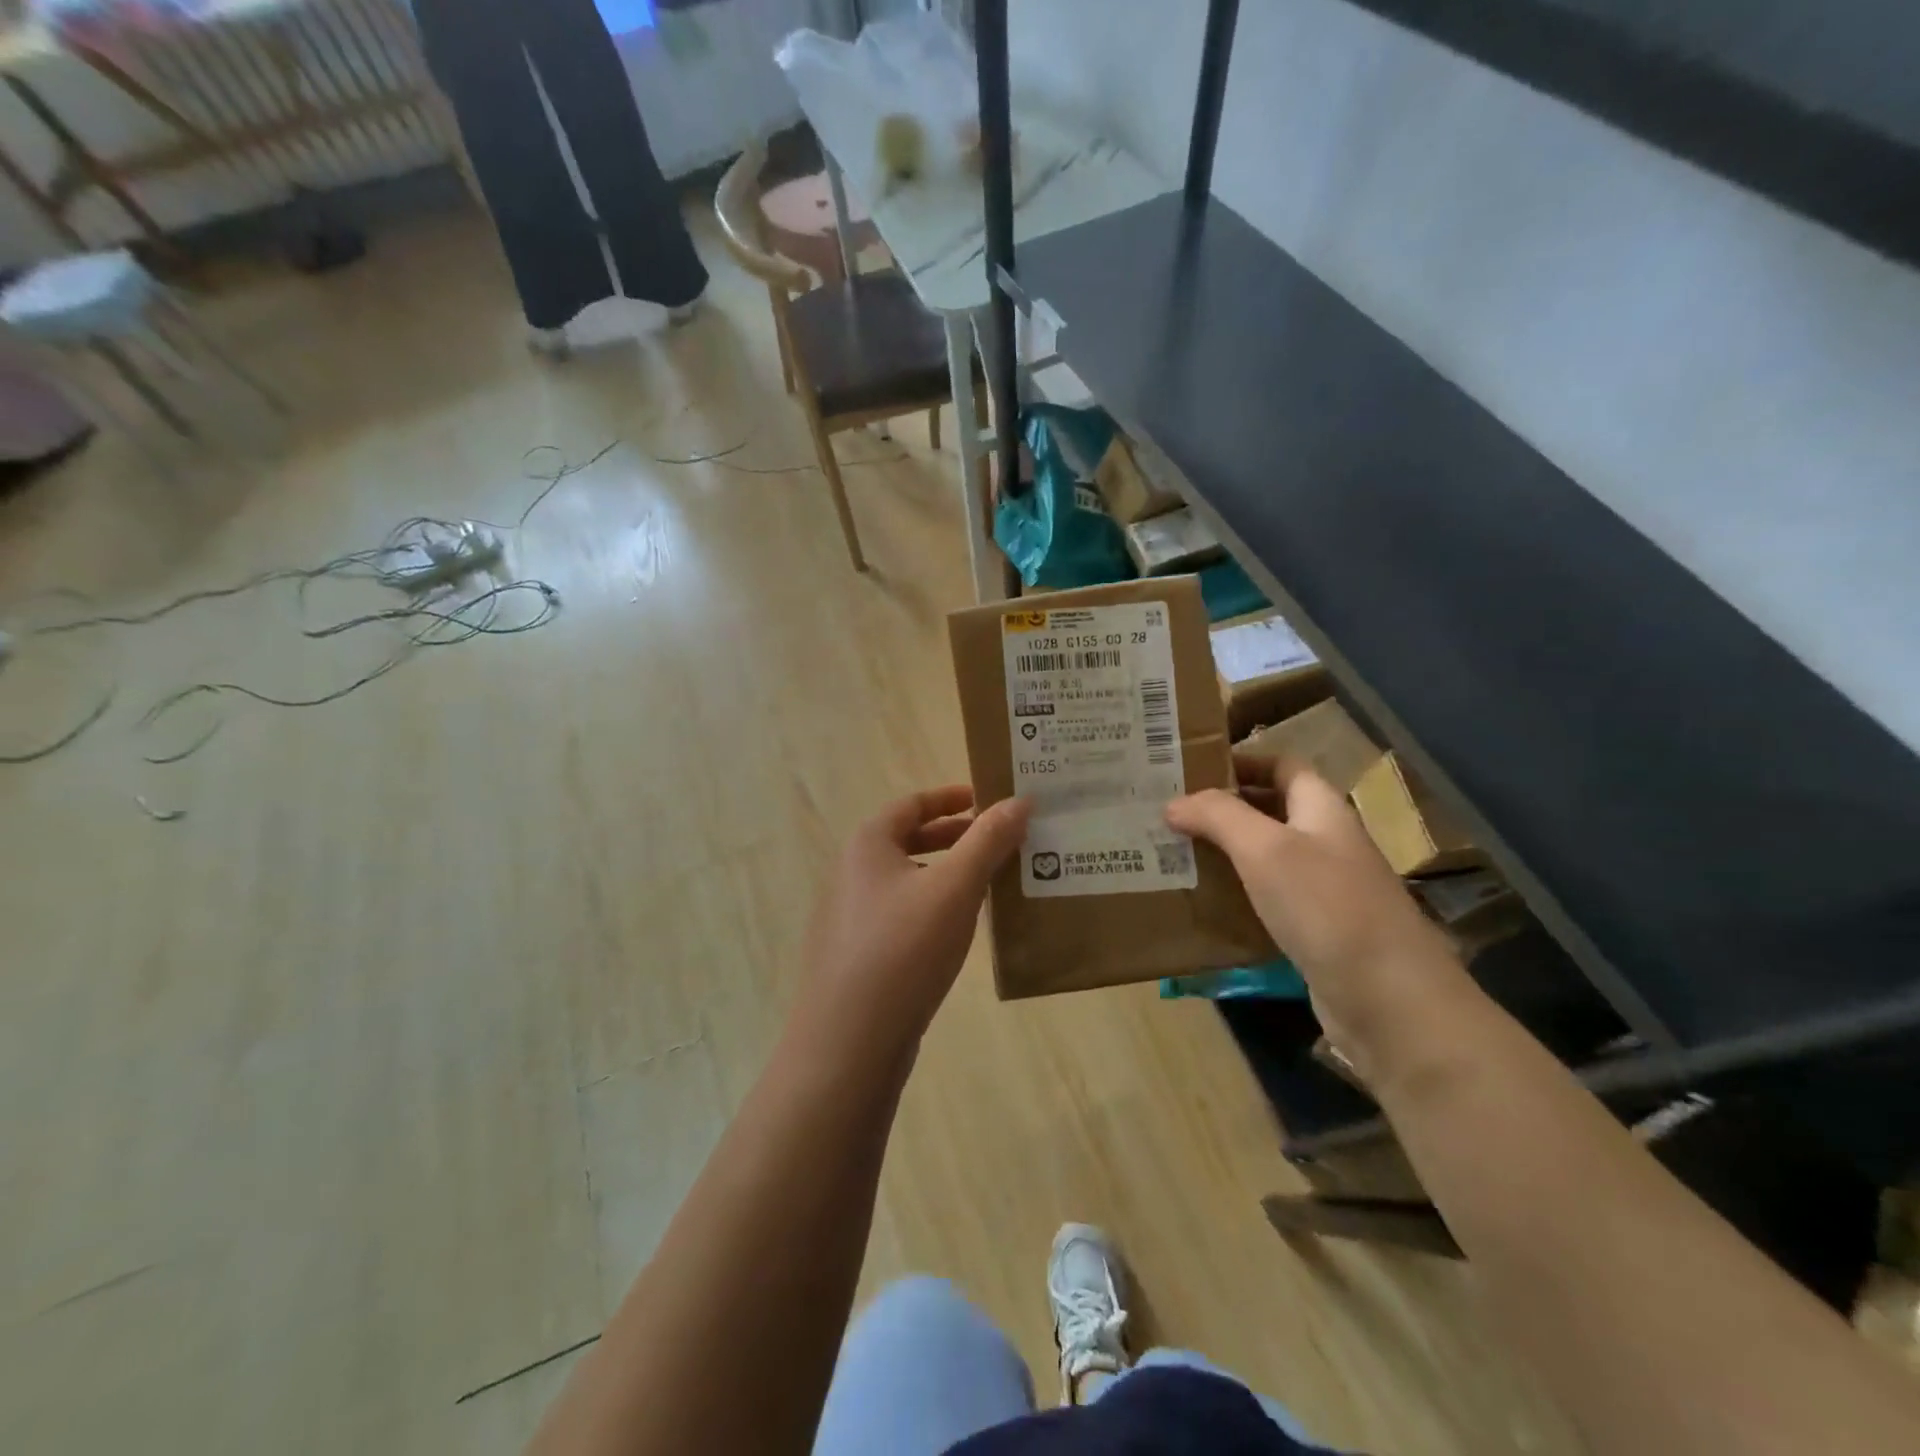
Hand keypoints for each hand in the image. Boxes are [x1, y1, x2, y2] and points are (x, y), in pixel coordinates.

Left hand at [796, 787, 1029, 1056]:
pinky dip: (935, 908)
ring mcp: (852, 915)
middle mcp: (853, 872)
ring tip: (994, 883)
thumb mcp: (955, 887)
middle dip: (958, 837)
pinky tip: (963, 929)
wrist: (849, 1042)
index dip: (954, 797)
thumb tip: (1020, 799)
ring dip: (950, 874)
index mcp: (868, 843)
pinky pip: (904, 914)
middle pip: (911, 839)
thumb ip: (988, 840)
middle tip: (1003, 840)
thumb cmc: (903, 949)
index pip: (914, 803)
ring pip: (910, 879)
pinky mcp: (859, 954)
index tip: (993, 799)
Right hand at [1166, 755, 1463, 1077]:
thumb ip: (1218, 816)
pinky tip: (1200, 903)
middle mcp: (1325, 842)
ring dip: (1223, 853)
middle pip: (1270, 810)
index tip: (1189, 768)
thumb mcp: (1266, 849)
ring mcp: (1323, 889)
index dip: (1241, 761)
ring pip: (1265, 858)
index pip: (1281, 766)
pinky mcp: (1314, 931)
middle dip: (1221, 808)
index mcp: (1322, 809)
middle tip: (1167, 812)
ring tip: (1170, 853)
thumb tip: (1173, 803)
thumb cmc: (1327, 907)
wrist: (1389, 1001)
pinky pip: (1266, 900)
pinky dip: (1235, 895)